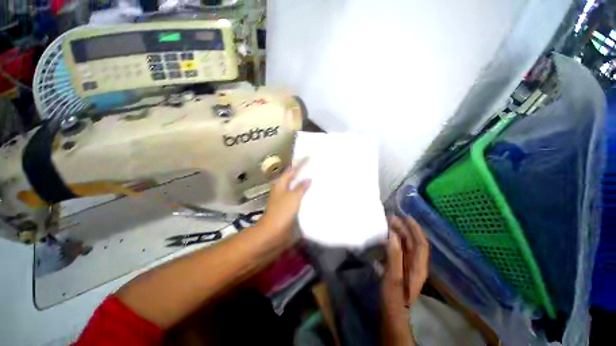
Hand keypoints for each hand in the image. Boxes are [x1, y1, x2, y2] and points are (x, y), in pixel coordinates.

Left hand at [257, 158, 310, 244]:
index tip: (308, 157)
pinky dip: (304, 192)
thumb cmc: (282, 211)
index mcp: (281, 184)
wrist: (274, 231)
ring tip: (314, 177)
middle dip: (301, 171)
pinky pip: (298, 195)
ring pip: (295, 186)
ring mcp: (285, 197)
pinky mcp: (288, 205)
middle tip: (312, 166)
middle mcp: (282, 188)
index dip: (299, 163)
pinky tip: (311, 192)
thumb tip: (308, 179)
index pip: (291, 170)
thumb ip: (301, 187)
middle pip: (292, 177)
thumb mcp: (293, 197)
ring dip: (303, 181)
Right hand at [381, 216, 428, 343]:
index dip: (415, 229)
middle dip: (405, 229)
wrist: (392, 317)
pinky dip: (395, 242)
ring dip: (400, 234)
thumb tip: (394, 235)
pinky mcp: (401, 270)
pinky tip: (386, 239)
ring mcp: (408, 268)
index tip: (405, 217)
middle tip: (391, 219)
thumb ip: (394, 256)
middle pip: (414, 243)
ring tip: (389, 225)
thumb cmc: (393, 300)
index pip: (420, 243)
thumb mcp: (393, 278)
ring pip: (407, 247)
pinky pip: (400, 251)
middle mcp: (416, 265)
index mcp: (418, 267)